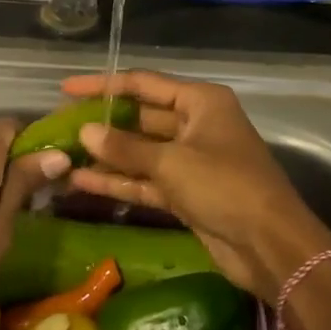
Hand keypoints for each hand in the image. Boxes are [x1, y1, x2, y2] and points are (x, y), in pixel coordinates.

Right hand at [63, 70, 330, 301]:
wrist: (270, 246)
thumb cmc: (226, 186)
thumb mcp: (172, 162)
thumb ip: (125, 148)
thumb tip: (84, 132)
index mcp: (201, 101)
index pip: (143, 84)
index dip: (103, 85)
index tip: (66, 89)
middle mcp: (195, 124)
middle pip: (140, 117)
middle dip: (102, 124)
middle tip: (60, 126)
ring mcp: (190, 160)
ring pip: (140, 152)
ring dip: (105, 156)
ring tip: (62, 156)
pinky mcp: (186, 193)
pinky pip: (146, 180)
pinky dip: (119, 182)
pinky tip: (81, 183)